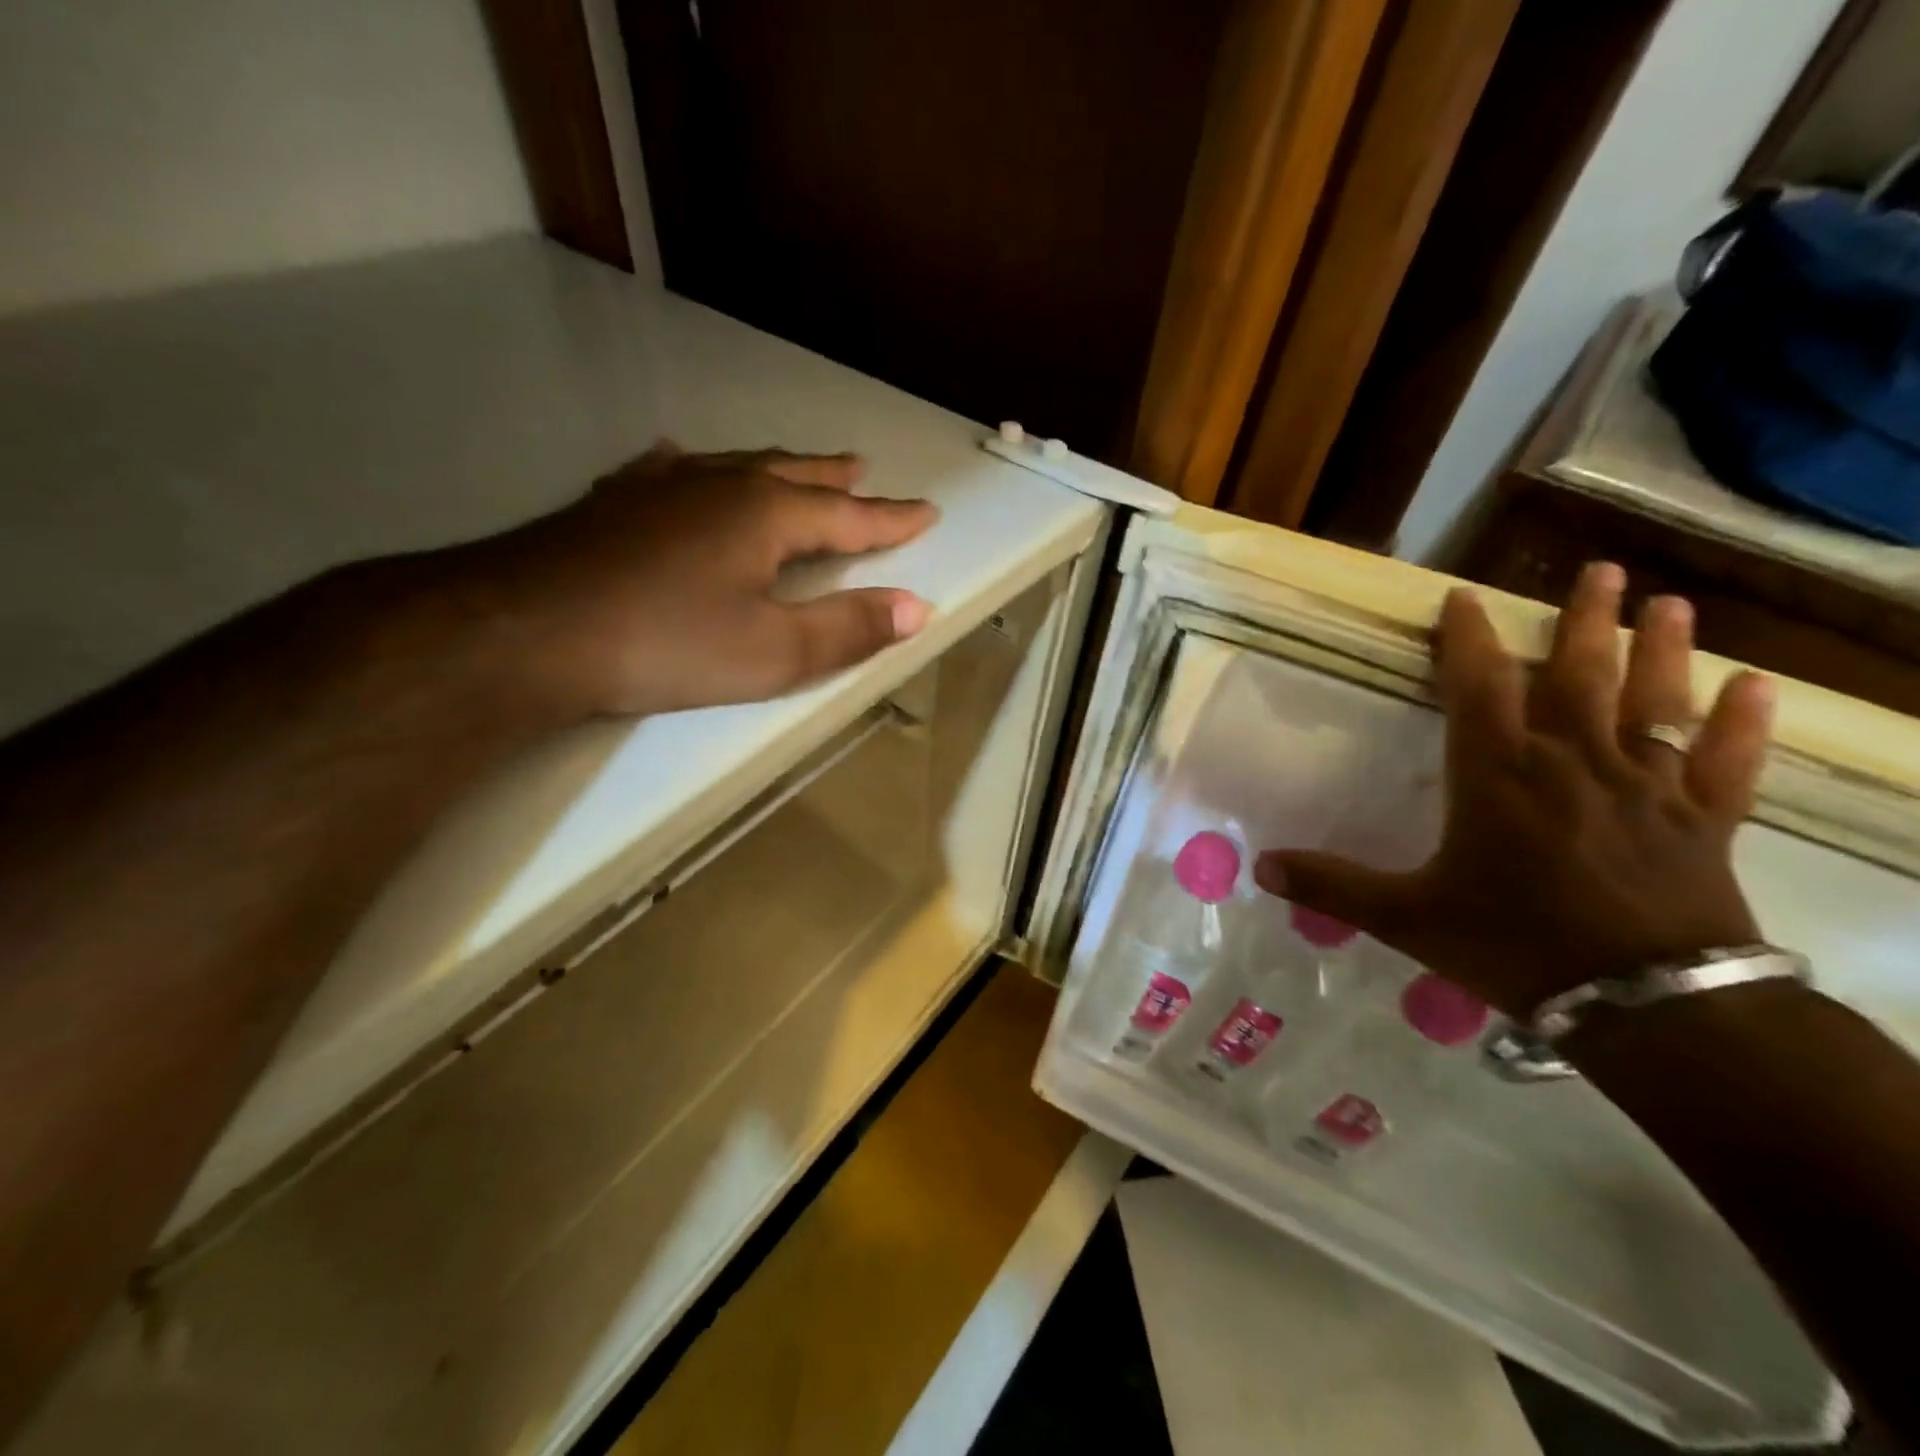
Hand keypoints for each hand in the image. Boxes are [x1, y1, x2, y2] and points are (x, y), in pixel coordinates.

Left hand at [458, 445, 937, 719]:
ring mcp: (661, 487)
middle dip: (834, 479)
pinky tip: (678, 462)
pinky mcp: (614, 503)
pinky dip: (692, 468)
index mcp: (766, 515)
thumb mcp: (772, 652)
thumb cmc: (666, 643)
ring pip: (734, 465)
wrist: (527, 628)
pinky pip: (668, 472)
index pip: (848, 517)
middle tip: (864, 469)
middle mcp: (720, 484)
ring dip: (776, 466)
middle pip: (794, 475)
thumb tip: (918, 607)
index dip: (890, 520)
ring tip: (798, 465)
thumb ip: (848, 629)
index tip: (926, 512)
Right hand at [1255, 562, 1775, 1017]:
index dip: (1468, 638)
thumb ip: (1332, 885)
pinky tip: (1759, 687)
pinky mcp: (1702, 820)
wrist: (1646, 1004)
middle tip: (1599, 571)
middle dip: (1583, 621)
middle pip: (1578, 675)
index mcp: (1498, 774)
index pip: (1478, 686)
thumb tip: (1258, 866)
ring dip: (1662, 649)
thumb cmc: (1514, 944)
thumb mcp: (1405, 917)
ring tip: (1669, 603)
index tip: (1465, 597)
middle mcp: (1571, 762)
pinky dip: (1743, 725)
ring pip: (1653, 702)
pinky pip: (1724, 762)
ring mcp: (1644, 786)